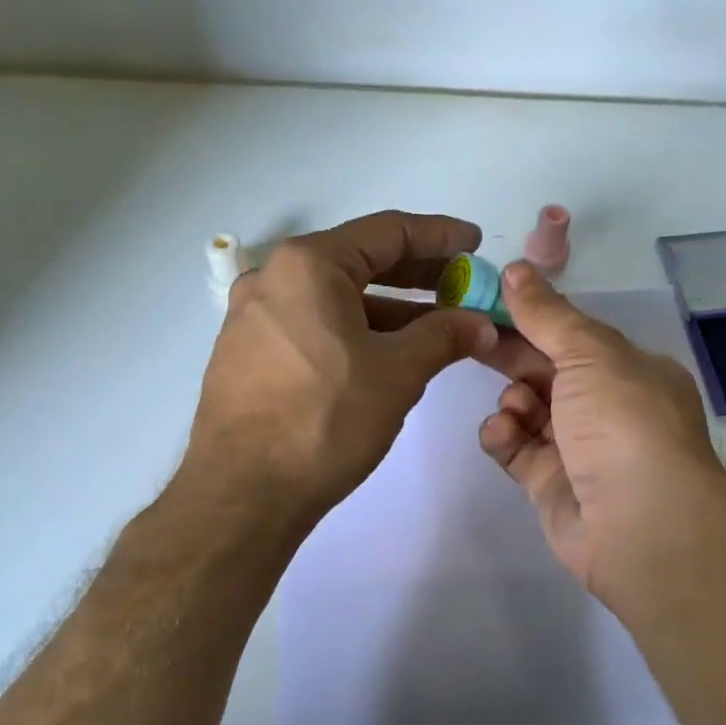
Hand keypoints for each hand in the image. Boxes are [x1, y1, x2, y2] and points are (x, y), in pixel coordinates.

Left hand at [186, 211, 498, 522]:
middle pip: (359, 261)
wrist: (244, 492)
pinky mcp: (247, 355)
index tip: (475, 243)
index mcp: (308, 265)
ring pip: (336, 300)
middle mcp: (273, 278)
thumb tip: (481, 324)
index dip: (440, 236)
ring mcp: (253, 318)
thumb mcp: (398, 373)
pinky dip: (355, 331)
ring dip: (389, 309)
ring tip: (436, 327)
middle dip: (417, 274)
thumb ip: (444, 336)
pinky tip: (385, 356)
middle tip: (462, 286)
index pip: (387, 232)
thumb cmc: (326, 419)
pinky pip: (313, 326)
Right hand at [479, 261, 725, 593]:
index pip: (573, 336)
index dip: (533, 317)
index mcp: (628, 371)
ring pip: (529, 410)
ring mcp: (578, 448)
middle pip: (547, 371)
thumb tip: (514, 269)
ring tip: (515, 406)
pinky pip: (516, 449)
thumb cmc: (622, 421)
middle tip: (471, 337)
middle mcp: (607, 408)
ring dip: (513, 400)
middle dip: (512, 354)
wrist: (639, 523)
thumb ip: (547, 314)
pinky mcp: (550, 484)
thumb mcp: (589, 353)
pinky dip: (504, 436)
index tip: (489, 300)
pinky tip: (502, 432)